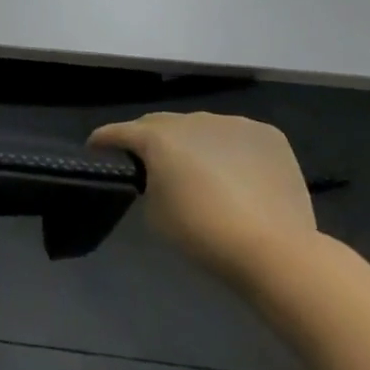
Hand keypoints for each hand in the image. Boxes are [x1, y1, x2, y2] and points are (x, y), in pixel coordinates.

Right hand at [89, 111, 317, 281]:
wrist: (274, 250)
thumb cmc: (203, 234)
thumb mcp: (155, 212)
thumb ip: (148, 183)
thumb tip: (157, 175)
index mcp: (157, 136)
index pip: (119, 132)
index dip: (103, 141)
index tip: (95, 150)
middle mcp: (192, 118)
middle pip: (161, 124)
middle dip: (151, 140)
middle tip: (149, 164)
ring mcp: (233, 122)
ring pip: (203, 128)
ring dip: (195, 144)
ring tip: (202, 171)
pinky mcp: (267, 135)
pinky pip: (238, 137)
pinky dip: (232, 150)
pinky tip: (239, 176)